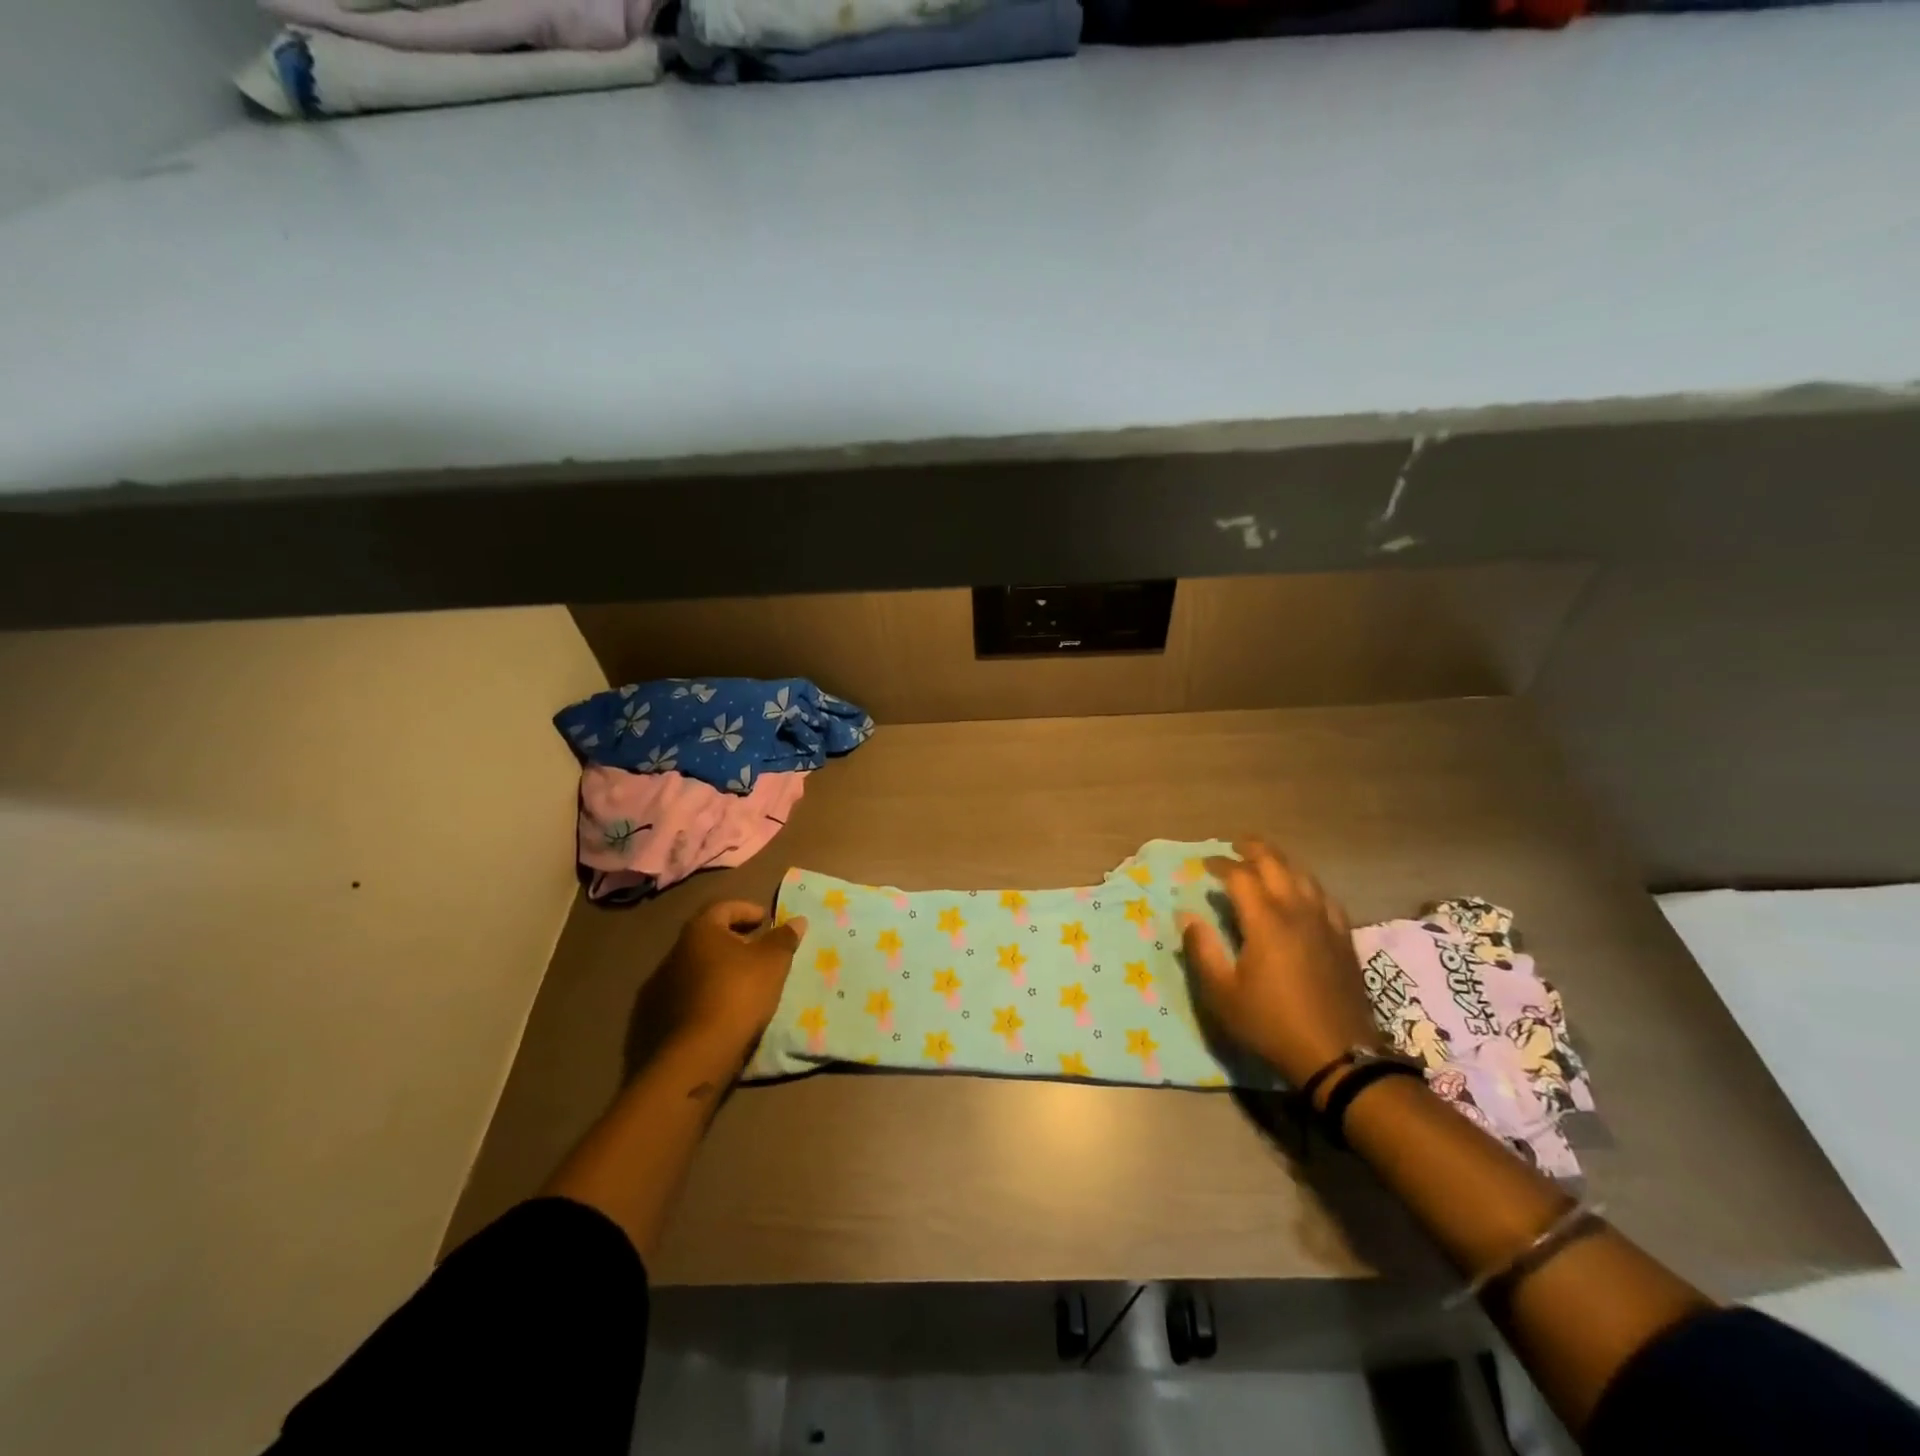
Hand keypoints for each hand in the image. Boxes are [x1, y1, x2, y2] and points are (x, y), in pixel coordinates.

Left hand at [630, 900, 806, 1075]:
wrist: (697, 1053)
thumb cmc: (739, 993)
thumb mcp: (773, 962)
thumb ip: (784, 938)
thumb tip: (797, 920)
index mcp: (700, 930)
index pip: (723, 907)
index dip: (747, 909)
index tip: (766, 920)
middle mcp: (675, 951)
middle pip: (708, 937)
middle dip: (734, 940)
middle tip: (758, 951)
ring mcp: (661, 985)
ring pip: (697, 967)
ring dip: (719, 969)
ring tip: (744, 983)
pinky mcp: (656, 1016)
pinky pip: (688, 994)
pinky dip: (706, 994)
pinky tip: (724, 1008)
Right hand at [1178, 839, 1383, 1094]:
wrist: (1339, 1056)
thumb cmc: (1271, 1023)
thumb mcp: (1223, 993)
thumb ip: (1202, 950)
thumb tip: (1186, 916)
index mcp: (1265, 922)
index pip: (1240, 877)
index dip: (1219, 864)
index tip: (1203, 864)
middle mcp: (1297, 912)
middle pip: (1276, 865)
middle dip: (1254, 849)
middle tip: (1236, 844)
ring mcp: (1326, 923)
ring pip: (1304, 876)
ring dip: (1282, 862)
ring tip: (1266, 860)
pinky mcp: (1344, 938)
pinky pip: (1325, 897)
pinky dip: (1308, 884)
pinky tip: (1304, 892)